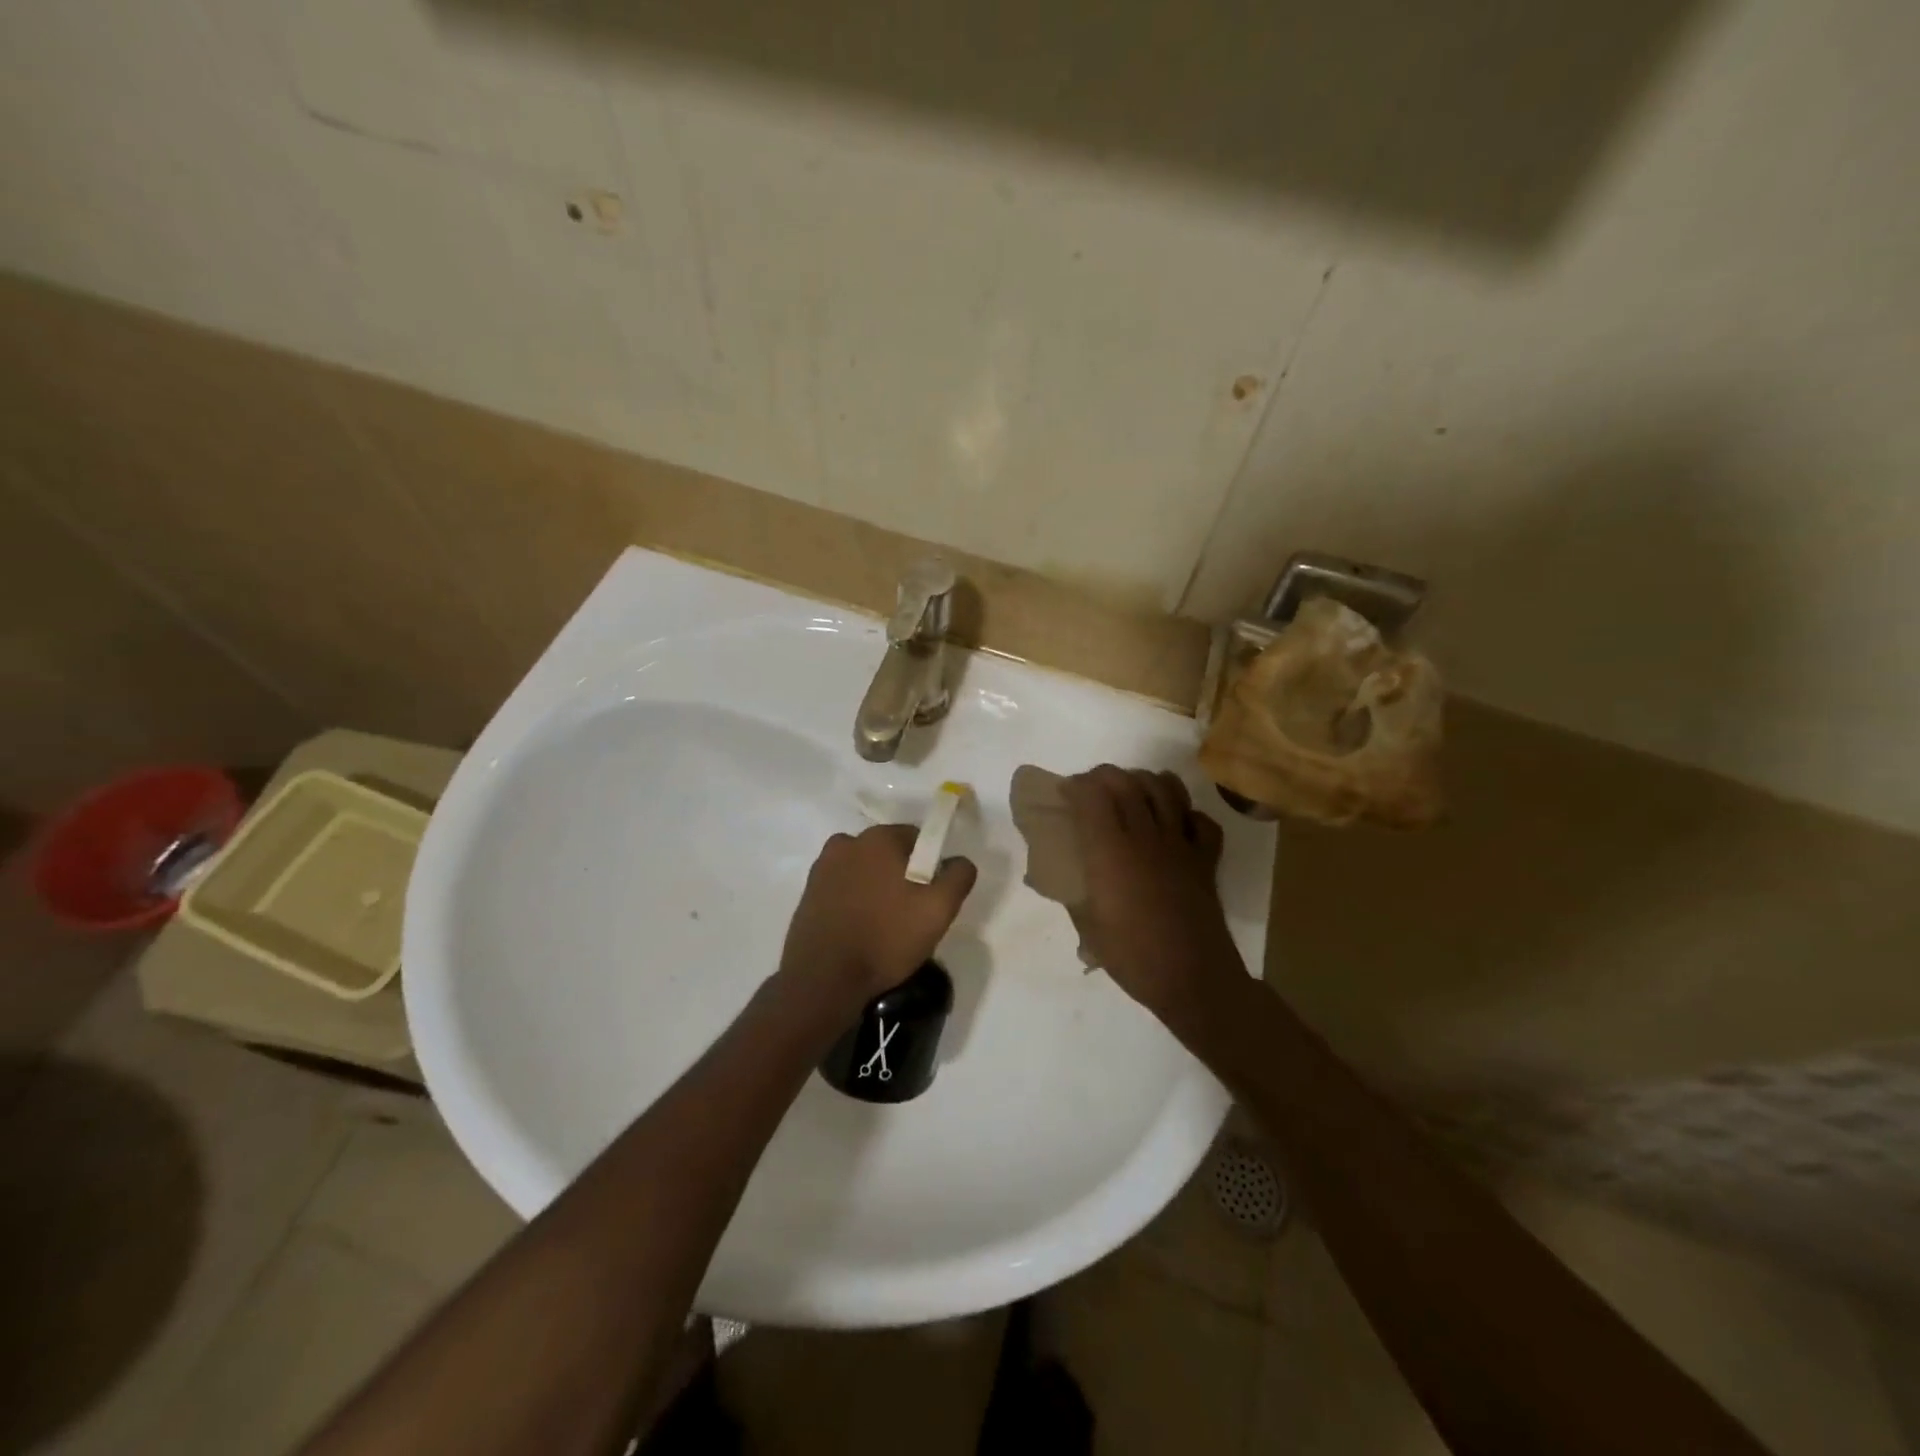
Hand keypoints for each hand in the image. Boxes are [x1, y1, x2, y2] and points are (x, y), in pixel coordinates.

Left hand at [778, 825, 977, 1015]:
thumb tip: (959, 861)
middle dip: (901, 876)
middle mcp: (846, 843)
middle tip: (910, 914)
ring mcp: (822, 869)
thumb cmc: (886, 938)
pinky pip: (842, 889)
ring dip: (875, 888)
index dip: (929, 865)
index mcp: (878, 838)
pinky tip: (859, 931)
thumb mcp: (939, 909)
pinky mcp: (807, 894)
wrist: (823, 979)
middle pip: (887, 853)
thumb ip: (958, 876)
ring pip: (863, 871)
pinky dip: (853, 902)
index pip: (917, 838)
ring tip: (883, 926)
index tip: (930, 896)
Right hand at [1060, 766, 1243, 1023]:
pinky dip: (1186, 812)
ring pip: (1165, 789)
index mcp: (1110, 852)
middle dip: (1104, 776)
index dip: (1076, 786)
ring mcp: (1180, 845)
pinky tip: (1174, 822)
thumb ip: (1073, 892)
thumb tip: (1057, 876)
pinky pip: (1201, 820)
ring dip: (1143, 780)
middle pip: (1126, 783)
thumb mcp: (1088, 927)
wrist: (1193, 980)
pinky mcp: (1206, 859)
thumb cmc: (1133, 957)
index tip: (1065, 792)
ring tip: (1131, 791)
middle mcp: (1145, 837)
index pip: (1092, 795)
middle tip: (1090, 788)